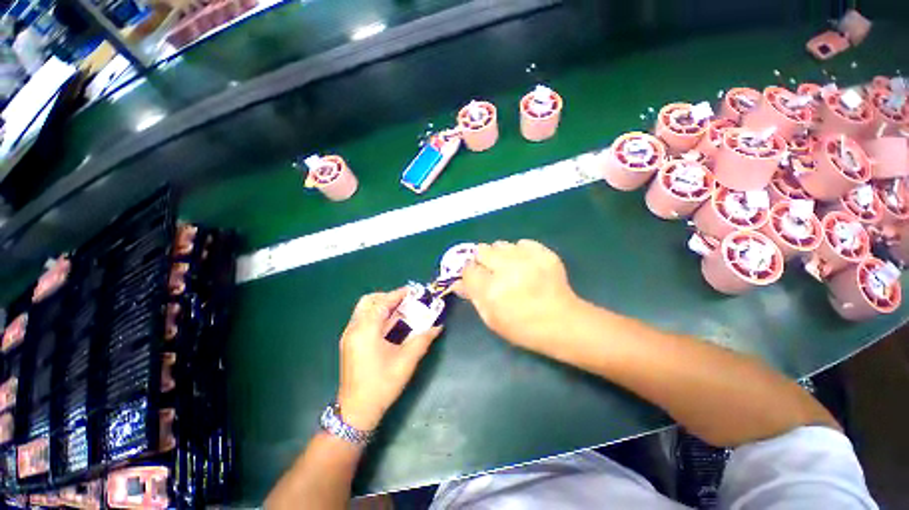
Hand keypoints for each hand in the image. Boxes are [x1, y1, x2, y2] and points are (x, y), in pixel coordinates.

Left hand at [337, 289, 441, 431]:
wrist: (356, 411)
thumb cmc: (382, 384)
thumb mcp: (406, 361)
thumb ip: (423, 339)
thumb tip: (438, 326)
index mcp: (366, 330)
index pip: (382, 303)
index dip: (398, 294)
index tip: (413, 291)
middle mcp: (354, 329)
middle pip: (369, 301)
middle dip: (387, 297)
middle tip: (405, 301)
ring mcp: (349, 336)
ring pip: (364, 310)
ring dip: (382, 306)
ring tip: (401, 310)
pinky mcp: (350, 343)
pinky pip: (363, 320)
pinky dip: (377, 316)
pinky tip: (391, 324)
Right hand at [454, 240, 580, 353]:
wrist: (562, 322)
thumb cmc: (522, 327)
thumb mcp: (491, 318)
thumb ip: (473, 296)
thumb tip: (457, 282)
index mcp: (491, 290)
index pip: (468, 269)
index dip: (471, 273)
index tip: (477, 278)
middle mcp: (506, 269)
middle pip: (482, 250)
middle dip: (483, 260)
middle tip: (493, 272)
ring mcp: (527, 258)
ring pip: (500, 244)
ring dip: (500, 255)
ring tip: (510, 268)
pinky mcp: (543, 253)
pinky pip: (522, 242)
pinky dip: (520, 251)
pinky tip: (526, 264)